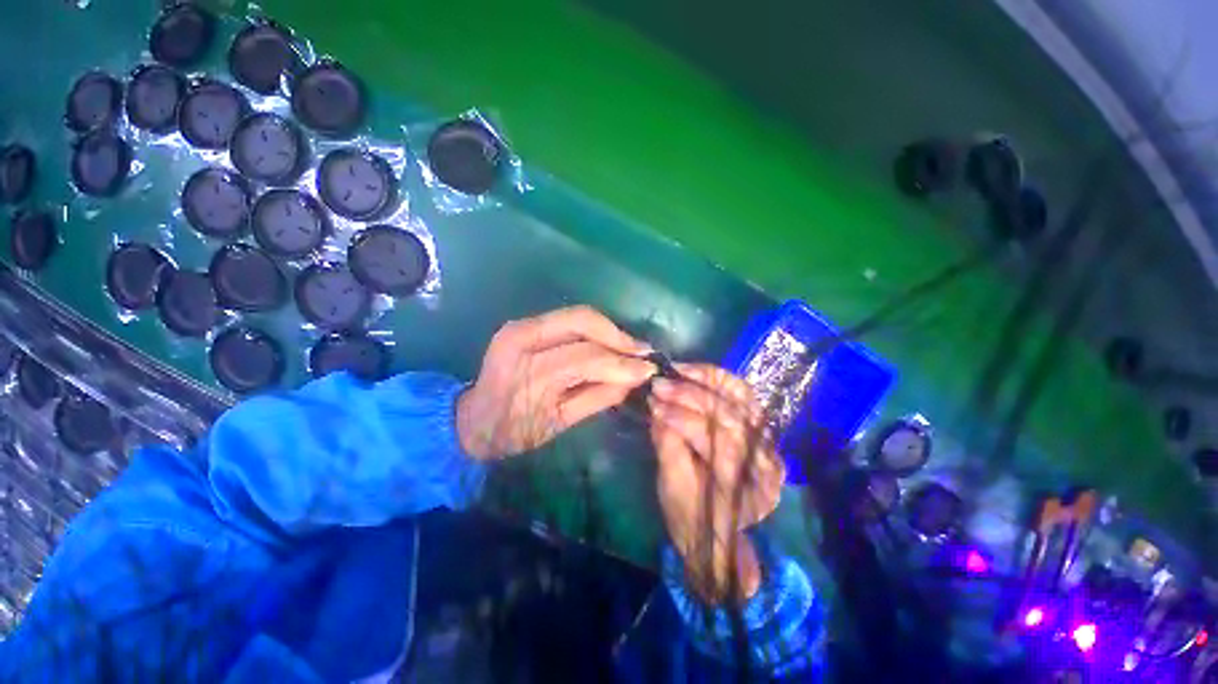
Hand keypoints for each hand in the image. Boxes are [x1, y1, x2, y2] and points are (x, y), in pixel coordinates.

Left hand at [457, 306, 654, 459]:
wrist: (473, 420)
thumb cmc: (514, 432)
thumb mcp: (559, 423)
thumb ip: (598, 397)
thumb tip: (635, 379)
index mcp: (528, 368)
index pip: (586, 356)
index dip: (621, 361)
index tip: (647, 369)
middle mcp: (522, 336)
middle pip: (583, 322)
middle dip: (619, 338)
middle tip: (644, 353)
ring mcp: (520, 325)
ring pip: (578, 315)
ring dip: (610, 331)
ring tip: (632, 348)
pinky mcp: (523, 323)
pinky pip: (568, 319)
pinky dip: (594, 329)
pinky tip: (610, 342)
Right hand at [649, 364, 784, 603]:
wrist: (713, 529)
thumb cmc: (689, 515)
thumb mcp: (672, 486)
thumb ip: (668, 446)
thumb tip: (657, 407)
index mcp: (749, 489)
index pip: (718, 443)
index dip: (682, 420)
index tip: (653, 404)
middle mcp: (768, 461)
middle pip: (730, 417)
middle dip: (690, 396)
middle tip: (659, 385)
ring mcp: (768, 441)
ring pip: (740, 398)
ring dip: (705, 380)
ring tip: (676, 371)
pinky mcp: (760, 425)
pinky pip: (743, 393)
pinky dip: (719, 379)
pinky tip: (695, 371)